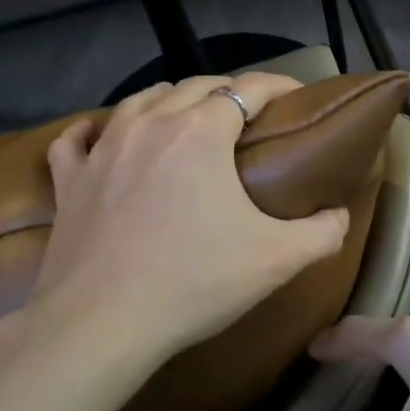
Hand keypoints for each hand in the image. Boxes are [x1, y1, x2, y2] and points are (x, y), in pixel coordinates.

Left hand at [26, 74, 350, 364]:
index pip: (248, 88)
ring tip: (185, 118)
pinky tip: (98, 136)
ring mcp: (103, 148)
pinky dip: (91, 131)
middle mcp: (150, 124)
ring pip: (140, 100)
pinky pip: (76, 139)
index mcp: (200, 131)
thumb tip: (340, 215)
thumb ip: (323, 233)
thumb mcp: (277, 259)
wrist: (99, 324)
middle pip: (194, 85)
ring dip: (169, 100)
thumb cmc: (193, 282)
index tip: (296, 95)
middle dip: (227, 91)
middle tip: (248, 116)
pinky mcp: (69, 179)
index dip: (278, 85)